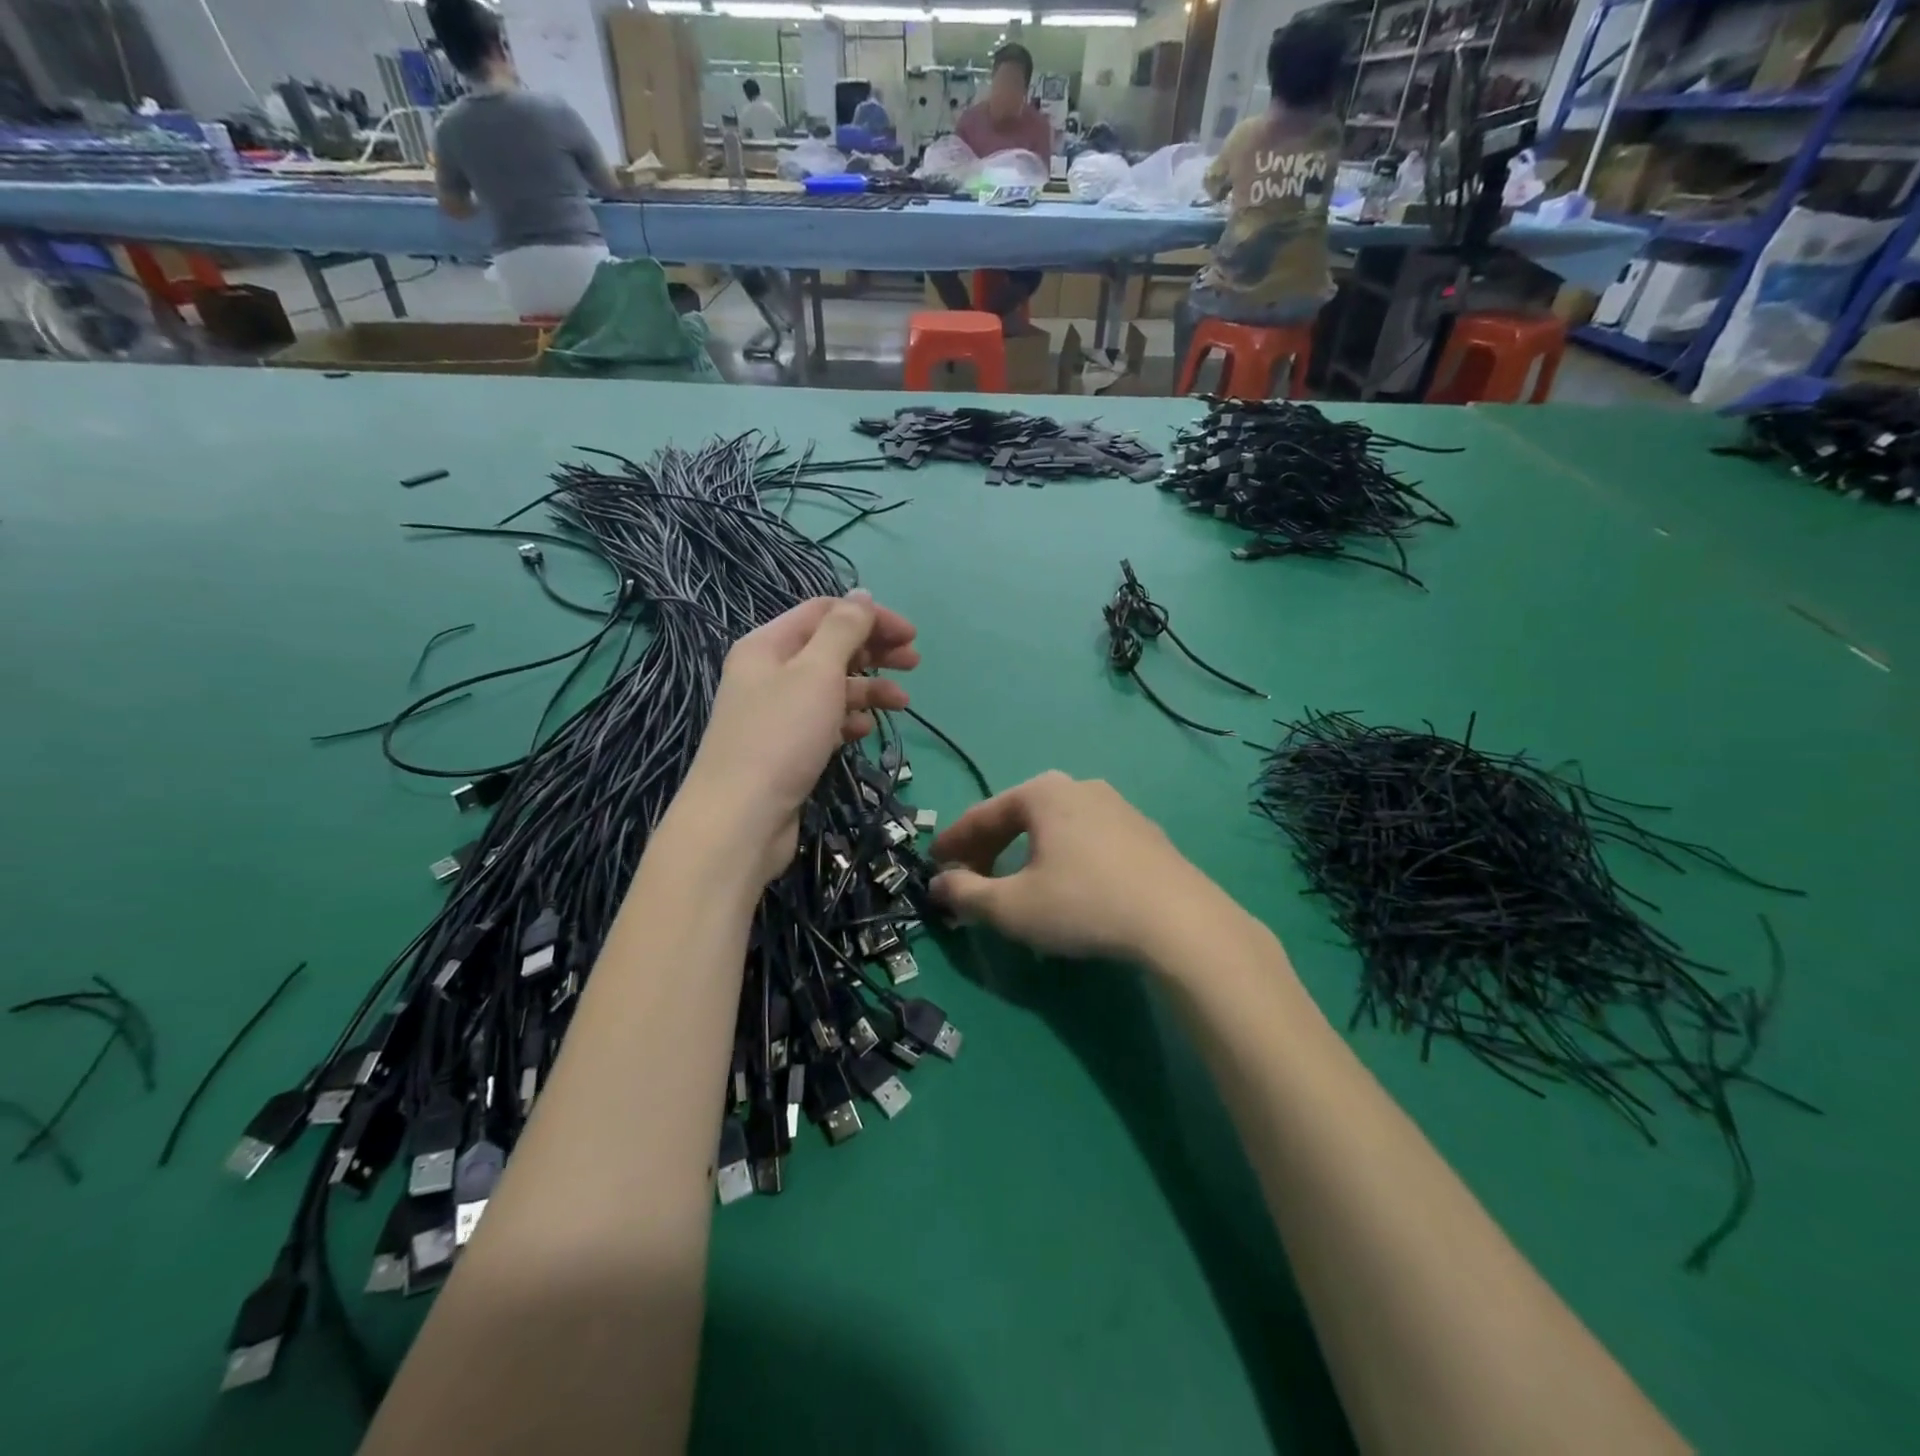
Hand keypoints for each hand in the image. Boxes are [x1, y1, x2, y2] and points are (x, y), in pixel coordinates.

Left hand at [679, 590, 918, 881]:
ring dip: (868, 689)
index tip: (910, 635)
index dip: (870, 617)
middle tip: (915, 662)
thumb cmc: (781, 736)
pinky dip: (848, 720)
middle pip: (830, 648)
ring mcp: (777, 713)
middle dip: (874, 650)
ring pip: (831, 687)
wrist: (741, 818)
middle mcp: (769, 673)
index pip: (824, 612)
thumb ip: (844, 629)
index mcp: (768, 645)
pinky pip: (824, 721)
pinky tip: (865, 730)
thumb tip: (862, 595)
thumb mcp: (816, 671)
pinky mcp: (786, 748)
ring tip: (902, 703)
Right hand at [930, 772, 1217, 962]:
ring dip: (1025, 853)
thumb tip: (939, 884)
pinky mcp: (1143, 832)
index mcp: (1042, 792)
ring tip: (1015, 885)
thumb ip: (966, 894)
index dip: (954, 842)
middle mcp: (1079, 786)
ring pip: (1053, 827)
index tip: (934, 864)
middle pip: (1018, 816)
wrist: (1179, 921)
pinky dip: (1061, 857)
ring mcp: (1117, 806)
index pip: (982, 815)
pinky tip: (1064, 886)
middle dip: (989, 848)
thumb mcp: (1013, 908)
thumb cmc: (1083, 904)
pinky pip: (1085, 839)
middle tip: (970, 878)